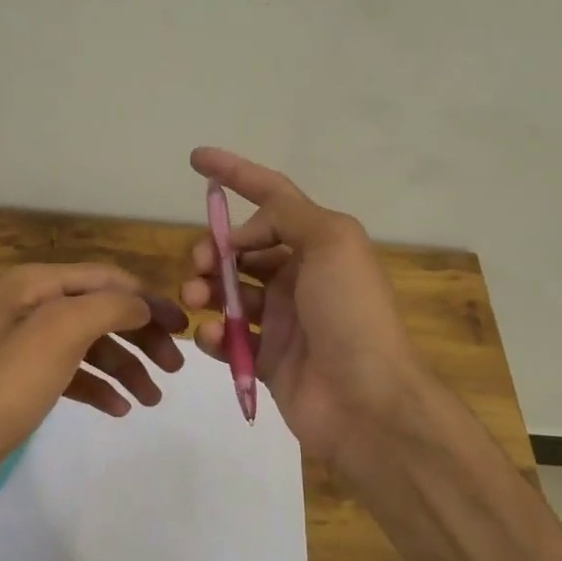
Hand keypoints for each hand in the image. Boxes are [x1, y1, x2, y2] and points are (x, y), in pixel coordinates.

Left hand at [0, 264, 186, 514]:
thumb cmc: (4, 386)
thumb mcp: (61, 332)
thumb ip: (109, 307)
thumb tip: (142, 306)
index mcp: (35, 284)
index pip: (107, 279)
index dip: (148, 300)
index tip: (184, 329)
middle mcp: (30, 307)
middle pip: (102, 311)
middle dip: (141, 336)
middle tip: (174, 368)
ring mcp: (25, 346)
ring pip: (91, 346)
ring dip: (126, 367)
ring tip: (152, 399)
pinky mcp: (23, 383)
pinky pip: (73, 375)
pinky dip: (99, 387)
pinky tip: (119, 408)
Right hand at [181, 149, 425, 466]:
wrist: (366, 401)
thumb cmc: (349, 313)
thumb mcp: (331, 242)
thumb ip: (287, 214)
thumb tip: (247, 230)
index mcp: (320, 244)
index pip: (272, 197)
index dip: (235, 174)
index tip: (195, 159)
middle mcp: (301, 277)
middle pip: (243, 249)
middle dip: (214, 249)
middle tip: (200, 265)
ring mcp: (283, 321)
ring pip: (230, 293)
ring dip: (207, 290)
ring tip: (196, 300)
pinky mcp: (268, 360)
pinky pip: (230, 339)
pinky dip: (214, 335)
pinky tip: (211, 338)